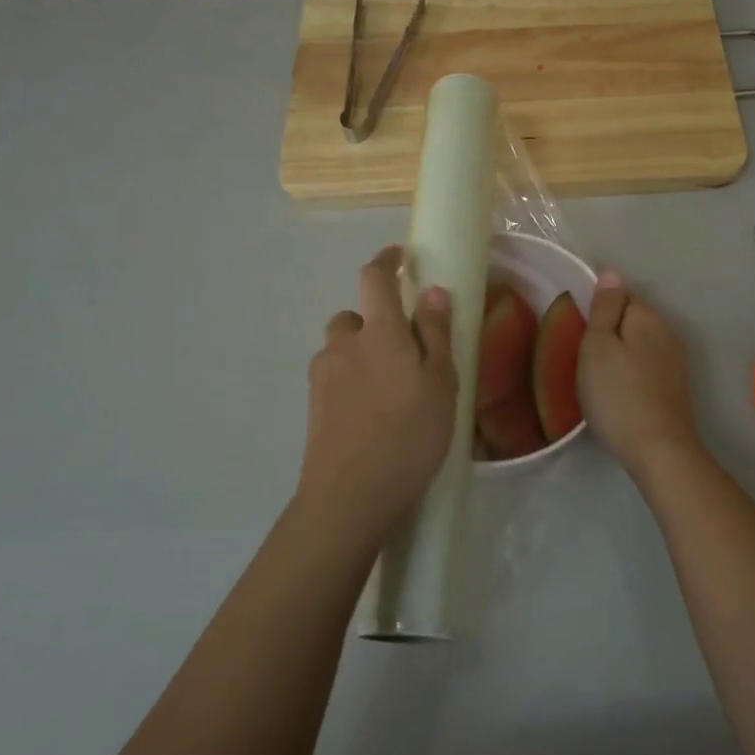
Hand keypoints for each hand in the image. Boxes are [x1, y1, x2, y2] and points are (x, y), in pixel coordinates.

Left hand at [295, 246, 457, 547]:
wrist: (350, 497)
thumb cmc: (408, 436)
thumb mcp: (440, 384)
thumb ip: (436, 334)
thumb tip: (431, 291)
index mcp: (379, 333)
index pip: (374, 278)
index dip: (386, 261)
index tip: (400, 258)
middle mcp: (344, 345)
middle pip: (354, 317)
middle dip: (376, 322)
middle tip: (406, 352)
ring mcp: (323, 377)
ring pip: (341, 349)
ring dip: (361, 354)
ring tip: (389, 389)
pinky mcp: (313, 406)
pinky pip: (334, 378)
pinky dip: (351, 382)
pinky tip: (370, 414)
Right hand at [579, 270, 703, 475]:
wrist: (658, 449)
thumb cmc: (617, 395)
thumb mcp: (598, 346)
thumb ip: (604, 308)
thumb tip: (611, 272)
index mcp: (648, 317)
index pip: (620, 296)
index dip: (597, 312)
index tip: (580, 336)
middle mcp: (667, 332)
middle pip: (631, 320)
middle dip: (609, 333)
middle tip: (584, 360)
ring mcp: (675, 361)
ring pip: (639, 345)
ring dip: (620, 355)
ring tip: (598, 380)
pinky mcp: (675, 387)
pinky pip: (646, 367)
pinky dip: (630, 374)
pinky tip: (618, 394)